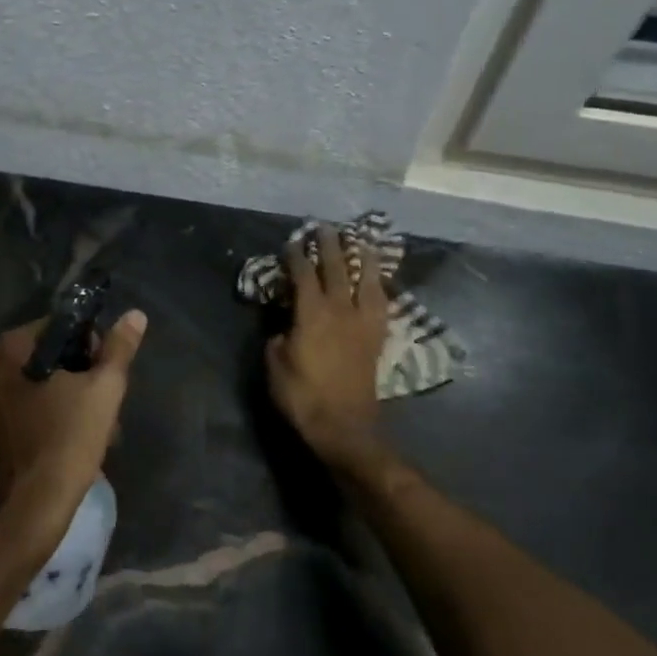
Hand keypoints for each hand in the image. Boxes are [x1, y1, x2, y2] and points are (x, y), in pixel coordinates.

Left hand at [0, 310, 147, 551]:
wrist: (30, 512)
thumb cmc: (66, 441)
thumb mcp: (103, 390)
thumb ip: (119, 349)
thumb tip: (135, 314)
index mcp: (9, 348)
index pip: (61, 326)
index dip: (92, 345)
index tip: (107, 375)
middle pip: (52, 356)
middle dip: (83, 376)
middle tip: (105, 405)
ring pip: (43, 383)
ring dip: (73, 398)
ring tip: (98, 428)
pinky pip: (30, 407)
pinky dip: (53, 416)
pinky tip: (75, 441)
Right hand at [265, 224, 387, 473]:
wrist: (345, 428)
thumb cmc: (302, 397)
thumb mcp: (275, 366)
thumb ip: (279, 339)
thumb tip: (286, 327)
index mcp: (311, 315)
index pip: (303, 275)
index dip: (297, 256)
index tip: (292, 241)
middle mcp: (340, 311)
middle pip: (336, 270)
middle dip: (330, 246)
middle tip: (325, 227)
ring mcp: (362, 324)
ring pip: (366, 281)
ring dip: (362, 258)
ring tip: (361, 240)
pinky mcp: (376, 338)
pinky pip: (381, 304)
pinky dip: (379, 287)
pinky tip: (378, 280)